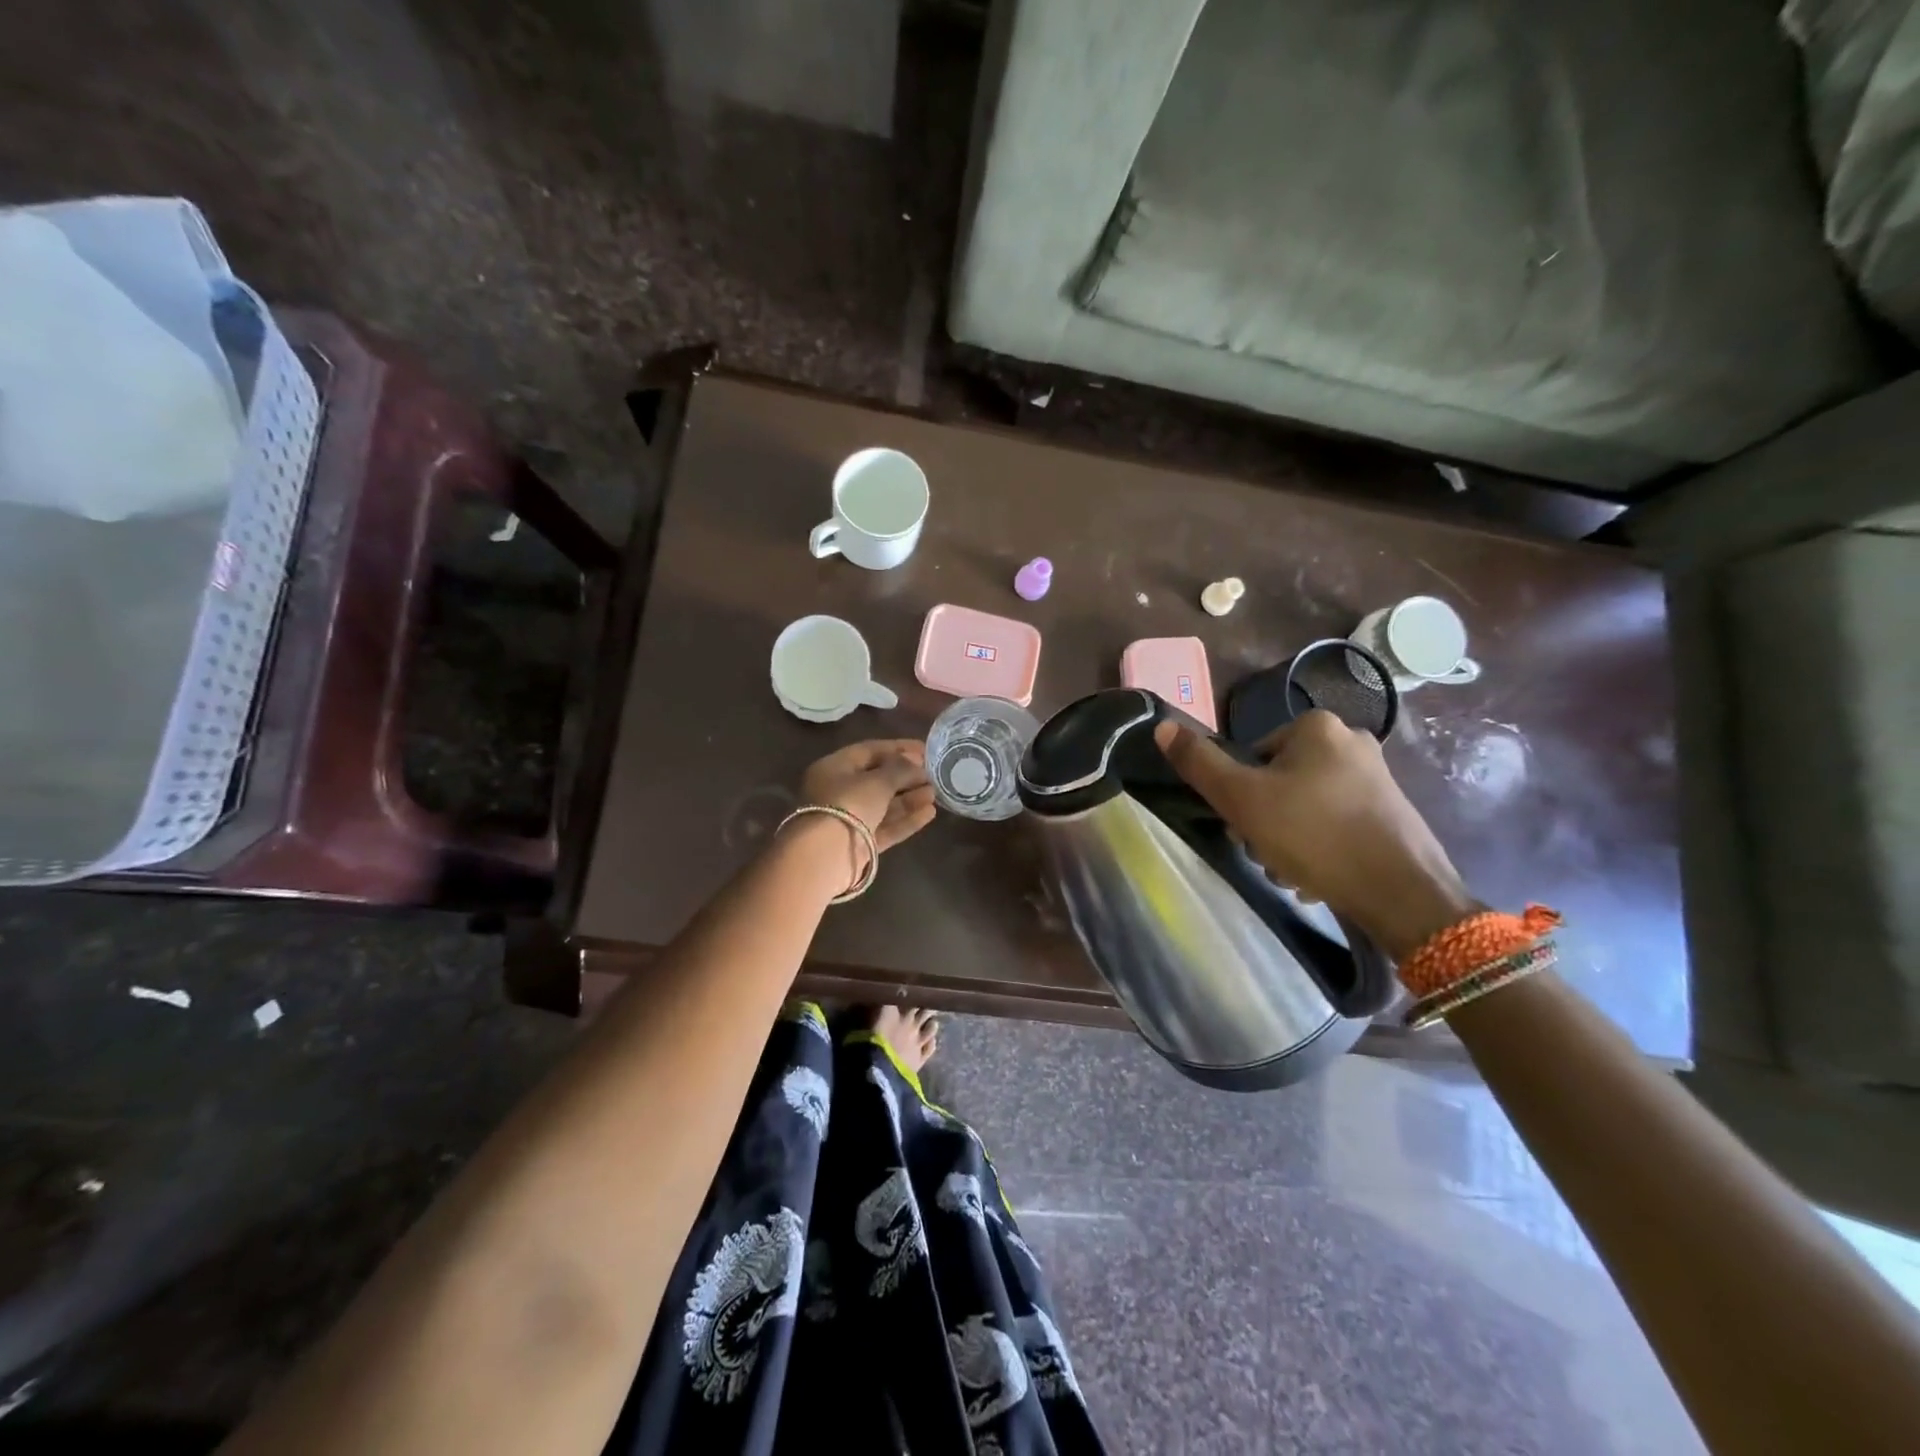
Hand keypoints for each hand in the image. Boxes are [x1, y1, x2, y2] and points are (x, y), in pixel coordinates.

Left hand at [800, 739, 936, 853]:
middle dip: (906, 776)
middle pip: (878, 779)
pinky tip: (929, 813)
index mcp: (835, 768)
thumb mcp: (878, 781)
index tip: (925, 750)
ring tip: (935, 793)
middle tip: (933, 774)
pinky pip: (886, 827)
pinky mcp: (859, 844)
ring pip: (884, 805)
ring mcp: (849, 820)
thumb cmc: (849, 805)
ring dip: (909, 798)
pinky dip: (906, 820)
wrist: (827, 855)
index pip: (869, 751)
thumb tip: (915, 763)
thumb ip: (900, 769)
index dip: (899, 748)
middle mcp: (839, 791)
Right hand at [1153, 711, 1476, 959]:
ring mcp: (1378, 778)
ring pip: (1306, 805)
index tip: (1246, 827)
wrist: (1402, 893)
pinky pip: (1337, 823)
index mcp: (1317, 726)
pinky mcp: (1393, 812)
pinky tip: (1318, 877)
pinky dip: (1321, 847)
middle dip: (1265, 820)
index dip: (1240, 793)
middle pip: (1279, 780)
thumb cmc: (1314, 835)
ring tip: (1293, 872)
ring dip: (1289, 839)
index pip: (1252, 755)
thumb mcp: (1242, 798)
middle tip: (1267, 852)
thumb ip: (1199, 763)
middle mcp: (1352, 741)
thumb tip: (1162, 726)